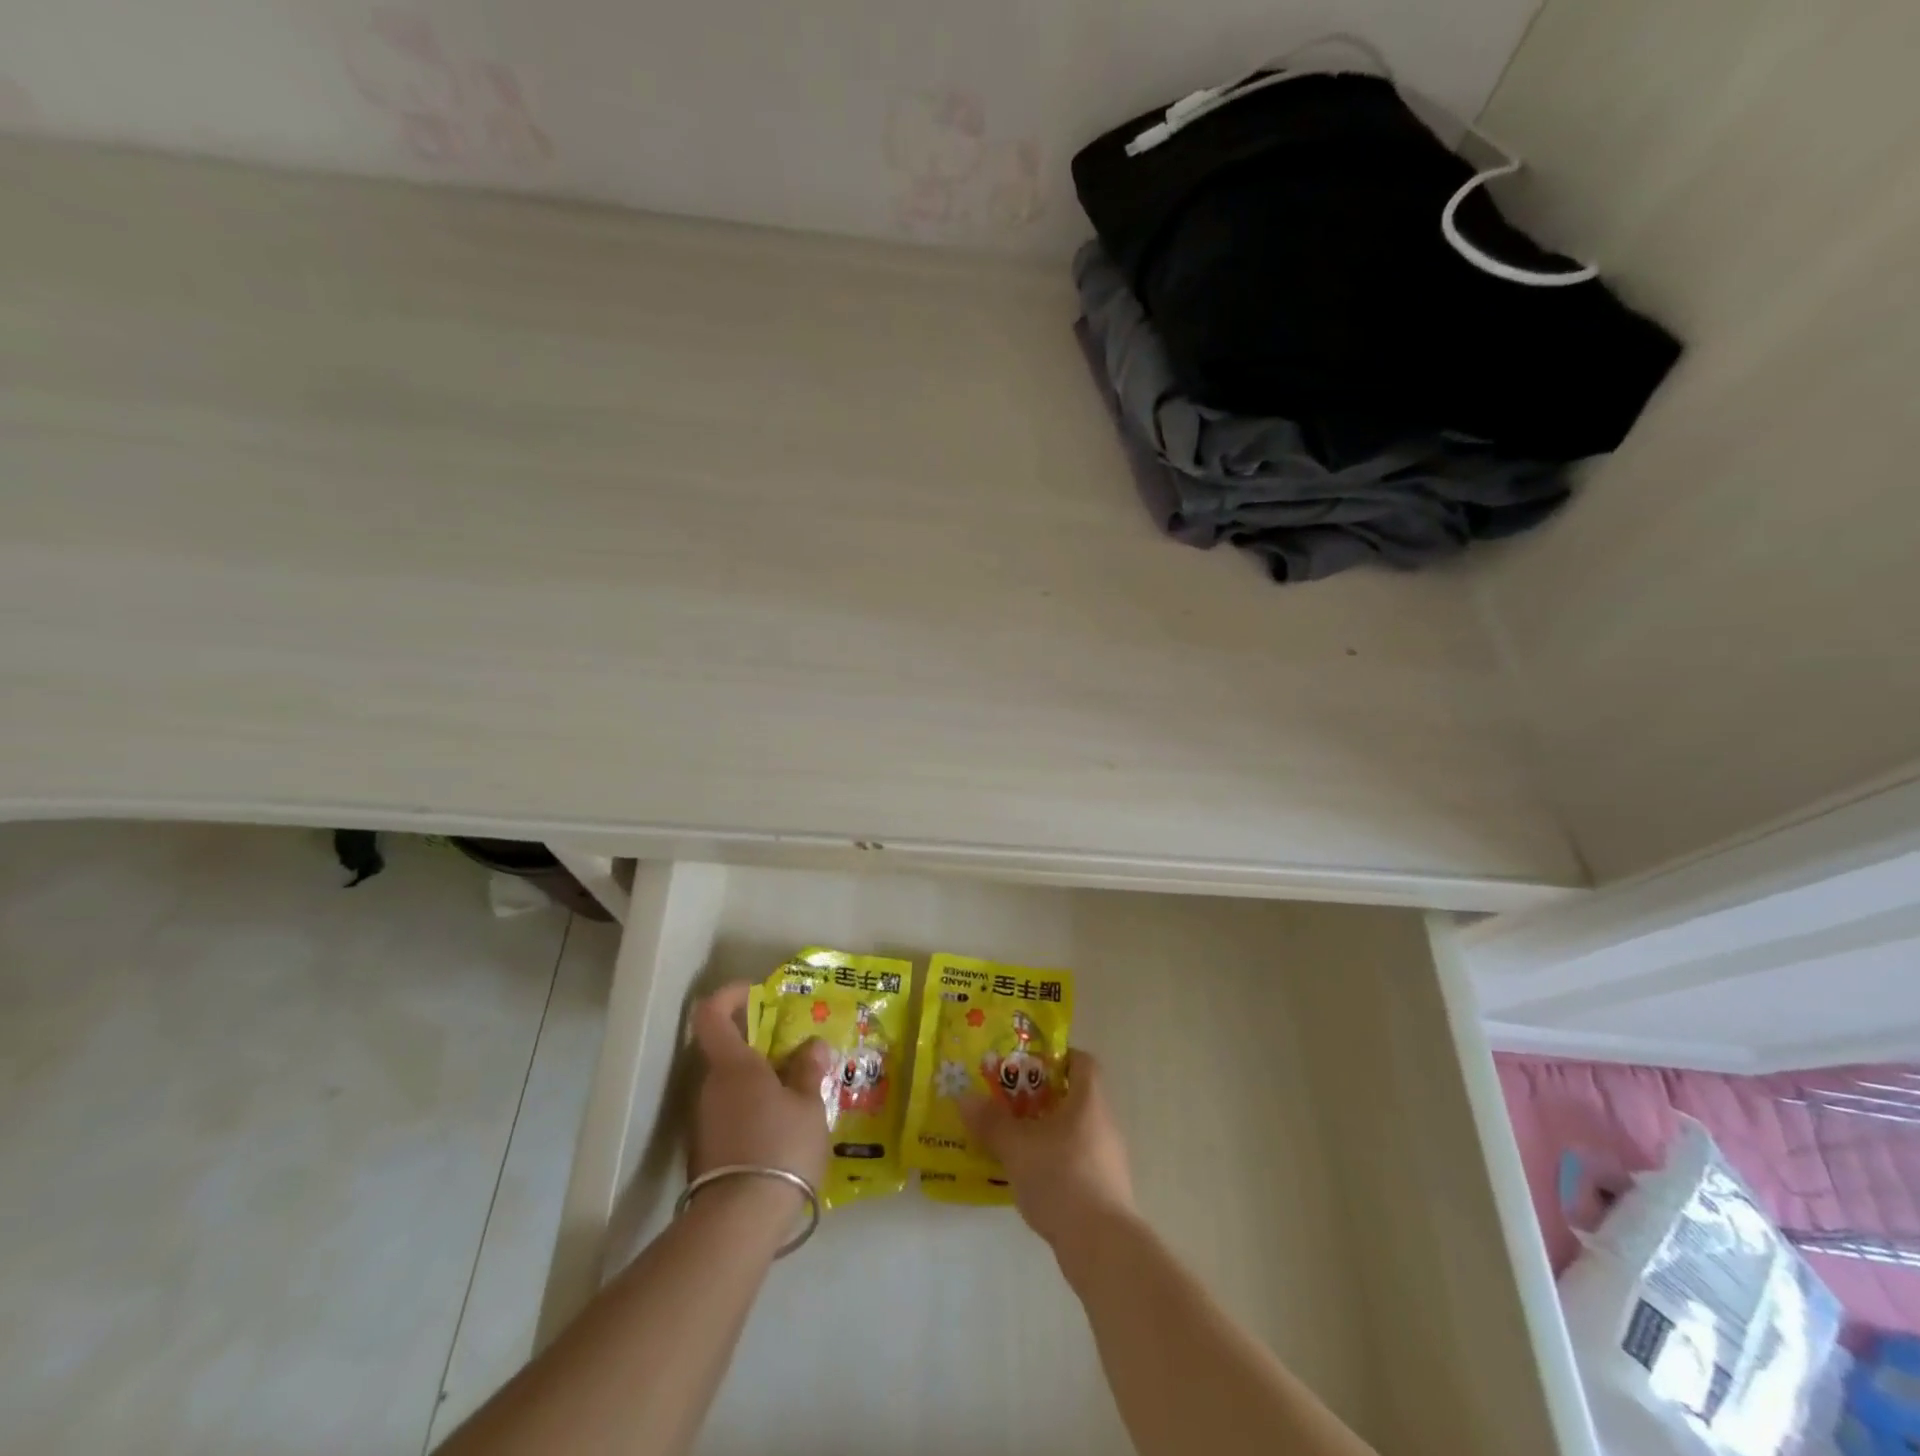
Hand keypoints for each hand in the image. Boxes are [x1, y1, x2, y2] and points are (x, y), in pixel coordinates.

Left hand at [689, 984, 833, 1191]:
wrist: (738, 1223)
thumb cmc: (779, 1148)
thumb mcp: (808, 1106)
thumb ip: (808, 1071)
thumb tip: (812, 1045)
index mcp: (733, 1066)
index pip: (712, 1014)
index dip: (729, 995)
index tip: (755, 992)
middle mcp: (710, 1087)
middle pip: (727, 1053)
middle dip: (759, 1048)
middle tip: (797, 1056)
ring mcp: (703, 1122)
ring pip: (730, 1087)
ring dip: (759, 1084)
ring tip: (798, 1097)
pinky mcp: (705, 1153)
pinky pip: (730, 1115)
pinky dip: (753, 1112)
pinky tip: (782, 1132)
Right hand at [960, 1048, 1134, 1249]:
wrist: (1102, 1246)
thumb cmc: (1061, 1178)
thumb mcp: (1017, 1147)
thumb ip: (991, 1122)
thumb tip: (965, 1098)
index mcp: (1089, 1100)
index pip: (1081, 1062)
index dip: (1056, 1058)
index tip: (1027, 1067)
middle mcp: (1104, 1123)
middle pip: (1074, 1097)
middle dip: (1040, 1098)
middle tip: (1008, 1105)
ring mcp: (1108, 1159)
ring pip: (1074, 1131)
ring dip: (1045, 1133)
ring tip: (1013, 1143)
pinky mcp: (1106, 1190)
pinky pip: (1076, 1161)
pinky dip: (1054, 1162)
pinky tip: (1030, 1179)